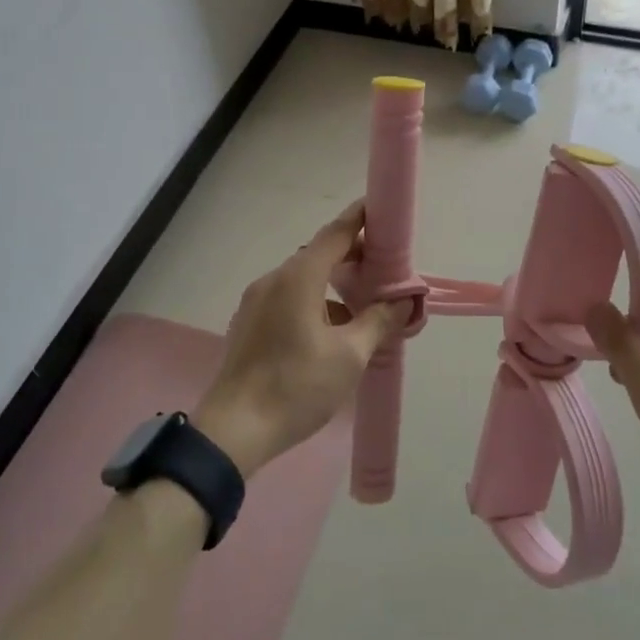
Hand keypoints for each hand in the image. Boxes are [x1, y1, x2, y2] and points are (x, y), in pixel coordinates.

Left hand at [194, 201, 410, 478]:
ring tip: (363, 307)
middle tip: (384, 268)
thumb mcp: (350, 356)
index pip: (335, 234)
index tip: (381, 209)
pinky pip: (288, 297)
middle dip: (352, 256)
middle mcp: (274, 280)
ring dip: (333, 284)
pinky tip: (331, 332)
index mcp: (298, 278)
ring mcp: (257, 301)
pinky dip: (314, 301)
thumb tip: (405, 300)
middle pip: (319, 254)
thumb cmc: (296, 387)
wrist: (234, 431)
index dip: (360, 218)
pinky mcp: (249, 323)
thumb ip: (379, 321)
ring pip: (303, 279)